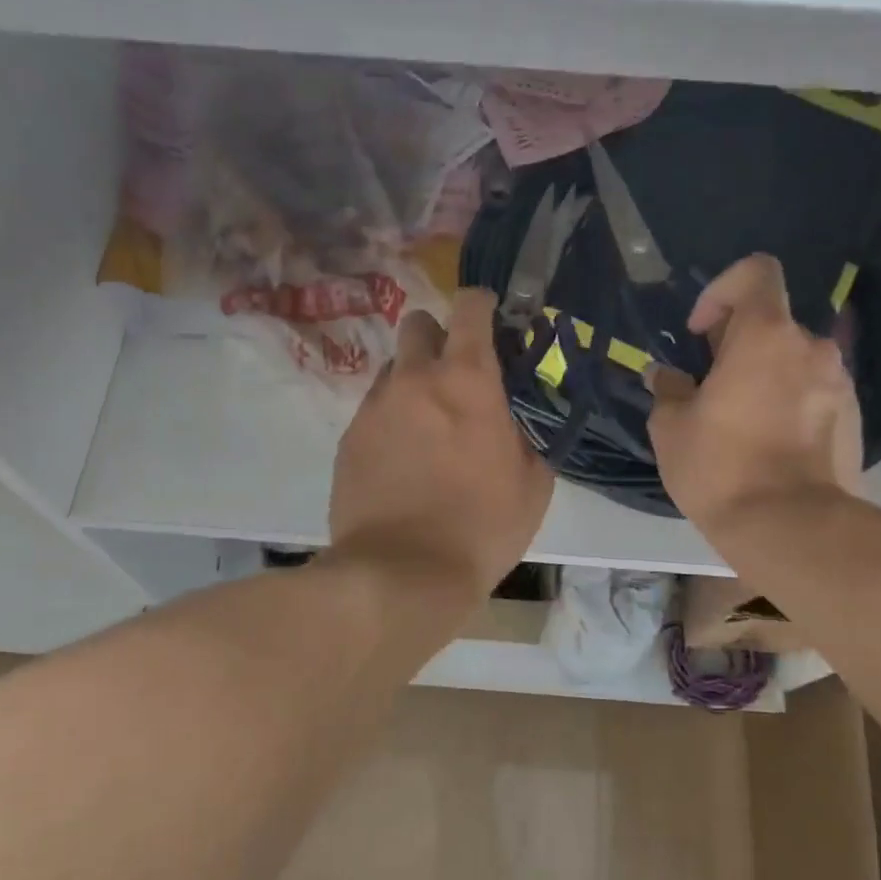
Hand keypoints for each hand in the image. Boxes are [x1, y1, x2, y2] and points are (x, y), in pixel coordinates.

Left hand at [329, 290, 554, 602]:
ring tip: (425, 426)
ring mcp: (374, 407)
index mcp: (467, 381)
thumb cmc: (480, 528)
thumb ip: (525, 434)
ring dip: (411, 381)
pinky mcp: (348, 438)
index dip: (480, 305)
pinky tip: (400, 459)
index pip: (469, 308)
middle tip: (453, 377)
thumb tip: (513, 419)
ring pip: (391, 369)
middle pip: (417, 324)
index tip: (489, 323)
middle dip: (437, 338)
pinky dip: (389, 419)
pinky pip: (372, 410)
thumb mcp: (532, 484)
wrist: (401, 574)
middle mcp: (414, 379)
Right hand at [647, 255, 862, 527]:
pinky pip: (814, 394)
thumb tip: (666, 376)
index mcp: (765, 335)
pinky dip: (790, 404)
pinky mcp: (855, 419)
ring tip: (739, 423)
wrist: (792, 527)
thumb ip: (668, 390)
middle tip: (710, 389)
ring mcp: (840, 383)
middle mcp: (812, 347)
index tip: (699, 333)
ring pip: (793, 362)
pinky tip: (769, 446)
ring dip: (765, 377)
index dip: (722, 290)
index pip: (756, 272)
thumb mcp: (672, 428)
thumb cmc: (721, 466)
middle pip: (772, 324)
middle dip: (738, 346)